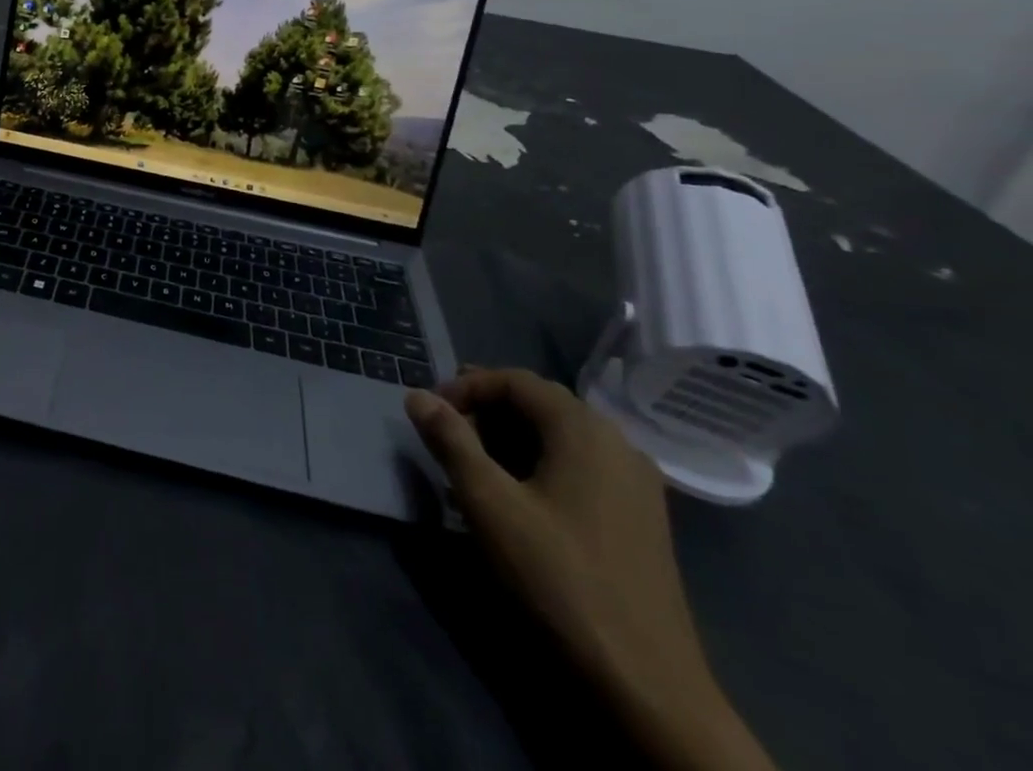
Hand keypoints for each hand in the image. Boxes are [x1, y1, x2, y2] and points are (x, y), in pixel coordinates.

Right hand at [407, 369, 775, 770]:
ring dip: (509, 440)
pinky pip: (579, 467)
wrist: (647, 684)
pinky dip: (539, 466)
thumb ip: (450, 440)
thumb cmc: (559, 578)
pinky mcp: (639, 518)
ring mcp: (636, 483)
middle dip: (486, 412)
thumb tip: (417, 395)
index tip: (431, 414)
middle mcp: (616, 442)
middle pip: (539, 404)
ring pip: (559, 437)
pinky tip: (514, 500)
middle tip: (446, 435)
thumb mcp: (489, 503)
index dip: (466, 387)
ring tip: (471, 469)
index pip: (514, 381)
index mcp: (584, 429)